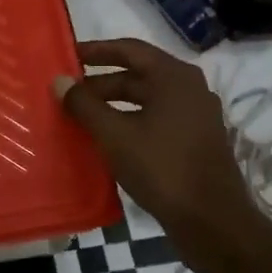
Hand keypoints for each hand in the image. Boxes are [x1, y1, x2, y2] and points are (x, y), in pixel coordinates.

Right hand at [56, 39, 267, 263]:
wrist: (212, 222)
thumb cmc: (162, 168)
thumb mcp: (115, 135)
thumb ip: (85, 105)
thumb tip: (59, 81)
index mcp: (174, 77)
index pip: (129, 49)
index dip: (96, 51)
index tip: (67, 56)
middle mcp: (189, 89)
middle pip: (137, 76)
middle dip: (100, 84)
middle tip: (66, 94)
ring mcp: (195, 117)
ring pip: (146, 101)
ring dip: (113, 106)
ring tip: (80, 117)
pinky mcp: (195, 142)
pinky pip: (155, 121)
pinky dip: (129, 123)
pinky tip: (106, 140)